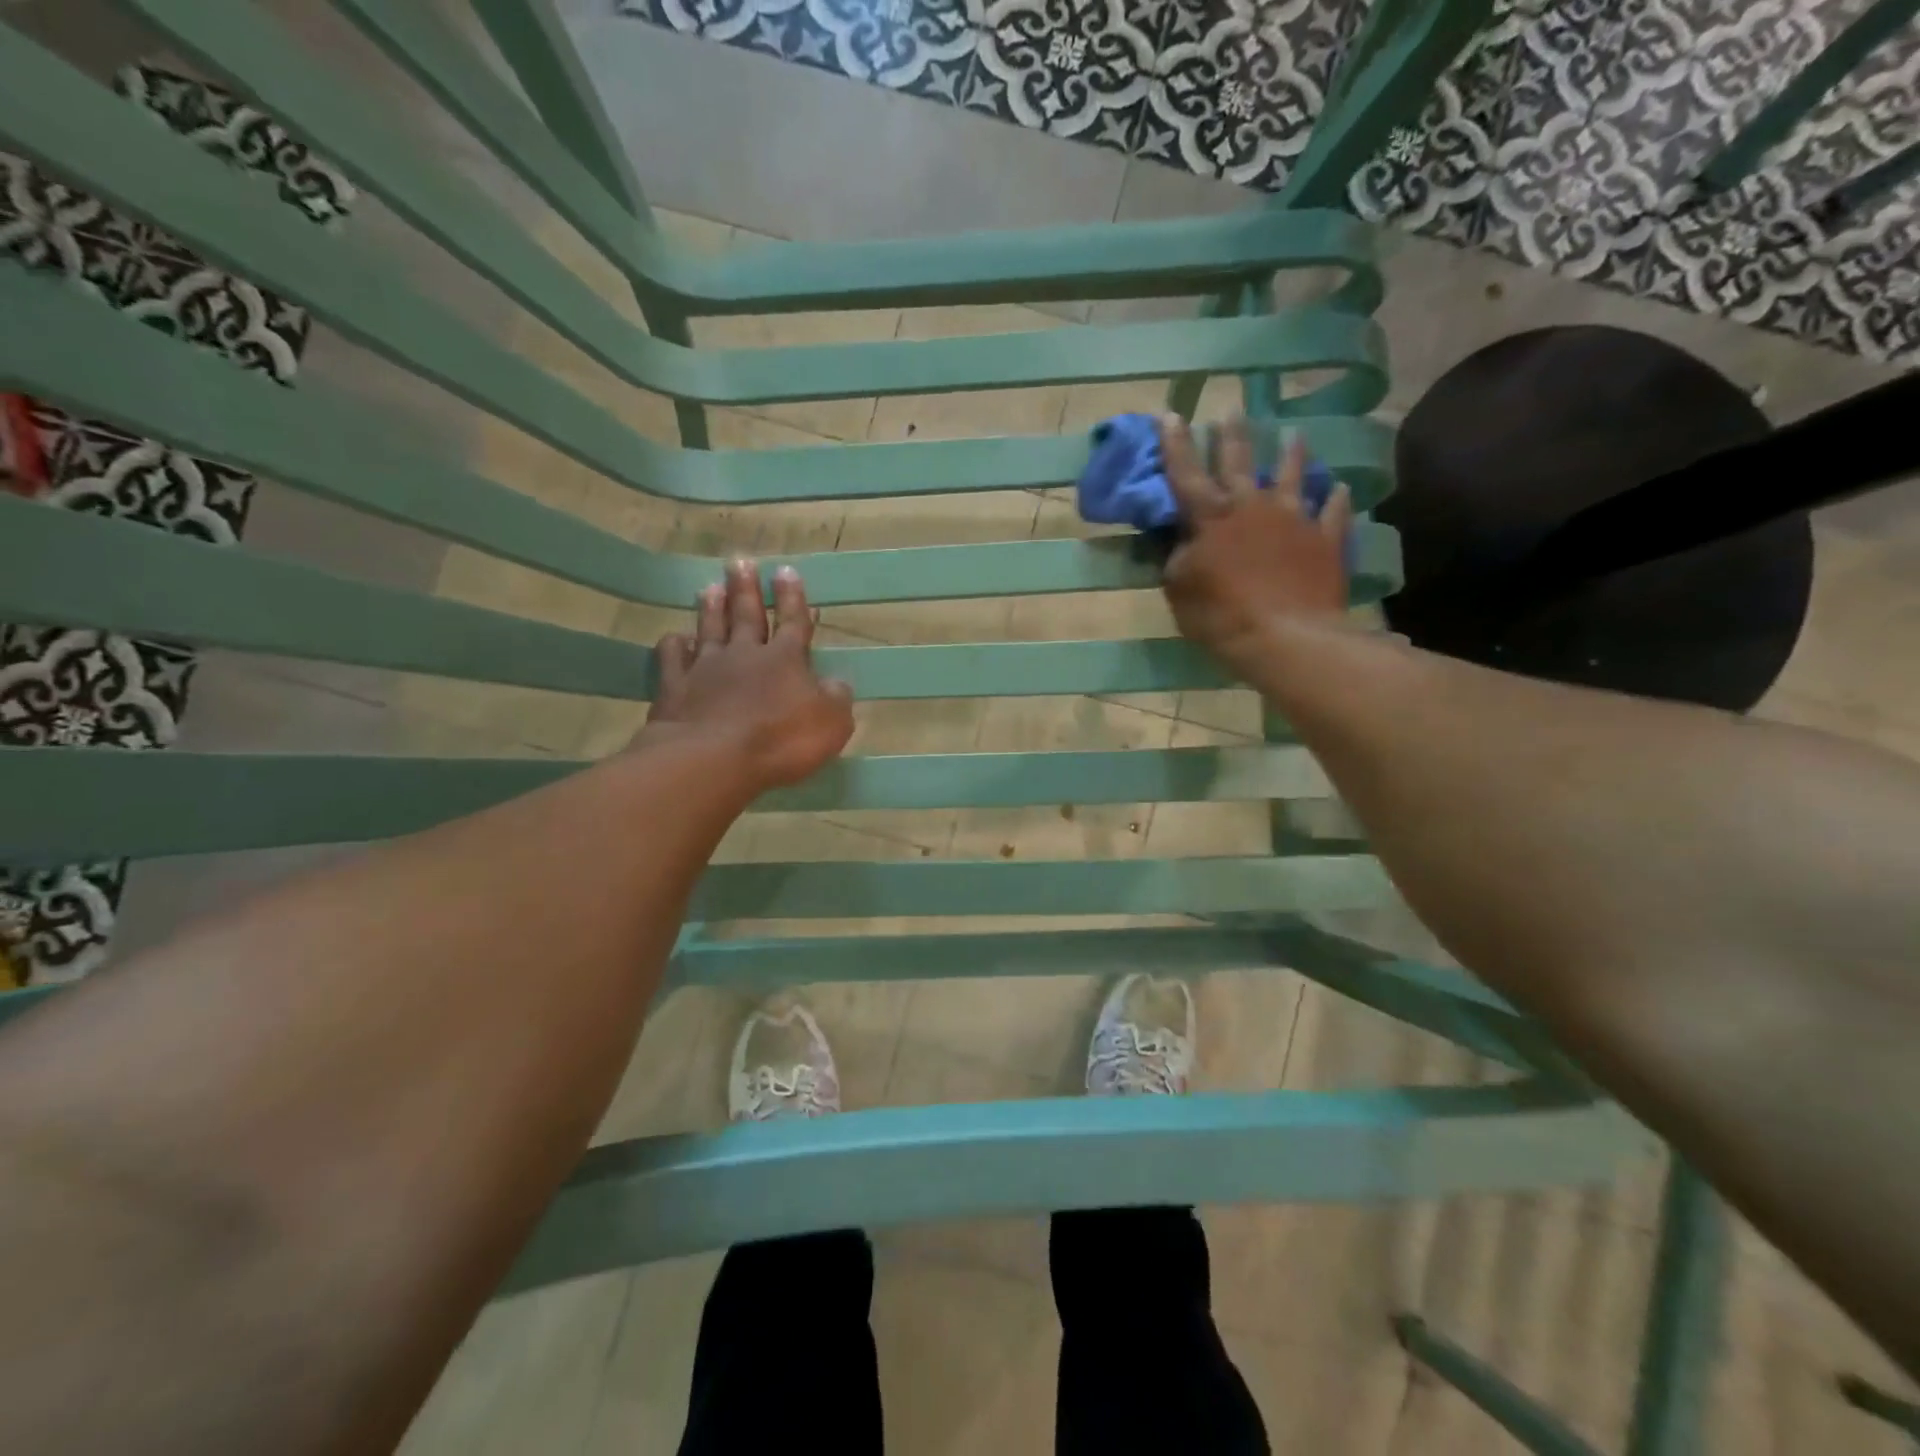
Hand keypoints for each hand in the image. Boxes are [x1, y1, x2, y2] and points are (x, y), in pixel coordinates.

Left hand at [644, 560, 853, 788]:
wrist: (714, 759)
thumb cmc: (781, 741)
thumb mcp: (831, 723)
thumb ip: (836, 699)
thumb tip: (837, 682)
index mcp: (786, 659)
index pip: (792, 621)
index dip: (791, 597)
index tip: (786, 571)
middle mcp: (745, 654)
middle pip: (746, 615)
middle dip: (746, 588)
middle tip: (740, 562)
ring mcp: (706, 668)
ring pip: (710, 629)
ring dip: (711, 607)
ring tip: (709, 586)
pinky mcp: (675, 688)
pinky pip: (674, 658)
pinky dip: (674, 645)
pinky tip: (675, 637)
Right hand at [1159, 414, 1351, 679]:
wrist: (1286, 636)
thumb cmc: (1221, 615)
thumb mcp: (1180, 590)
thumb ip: (1177, 558)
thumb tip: (1179, 540)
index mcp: (1211, 517)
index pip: (1187, 472)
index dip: (1175, 444)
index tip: (1170, 413)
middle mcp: (1253, 506)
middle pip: (1240, 461)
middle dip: (1232, 435)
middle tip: (1232, 409)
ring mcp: (1295, 519)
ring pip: (1293, 476)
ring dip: (1292, 454)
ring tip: (1295, 435)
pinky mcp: (1326, 539)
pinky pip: (1332, 512)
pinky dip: (1335, 499)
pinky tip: (1338, 489)